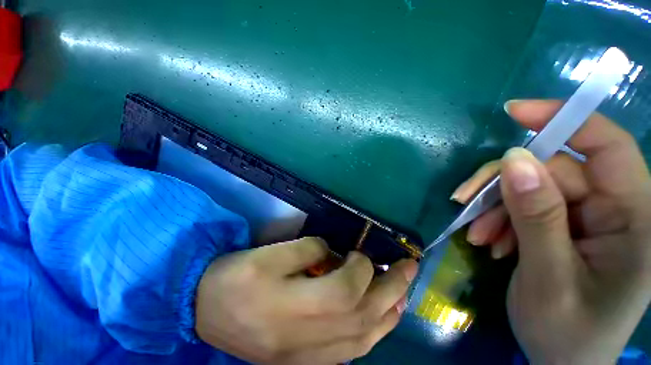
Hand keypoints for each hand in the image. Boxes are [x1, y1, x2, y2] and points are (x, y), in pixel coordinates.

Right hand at [195, 237, 417, 363]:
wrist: (205, 310)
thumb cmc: (235, 276)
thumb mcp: (269, 253)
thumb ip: (308, 250)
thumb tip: (336, 254)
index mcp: (288, 305)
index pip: (344, 290)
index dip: (360, 268)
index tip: (361, 253)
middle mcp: (302, 336)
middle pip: (361, 315)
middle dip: (391, 288)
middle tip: (410, 268)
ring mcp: (304, 354)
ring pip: (361, 340)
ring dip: (388, 314)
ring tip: (405, 293)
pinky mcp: (301, 360)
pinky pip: (348, 352)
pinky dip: (371, 334)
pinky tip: (382, 321)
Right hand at [454, 100, 650, 363]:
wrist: (563, 363)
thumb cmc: (566, 333)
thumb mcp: (549, 278)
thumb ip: (538, 217)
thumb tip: (513, 161)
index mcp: (635, 222)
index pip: (607, 147)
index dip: (564, 120)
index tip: (514, 111)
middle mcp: (617, 211)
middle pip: (554, 172)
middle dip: (503, 186)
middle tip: (465, 206)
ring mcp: (592, 220)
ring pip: (534, 189)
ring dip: (498, 208)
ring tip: (478, 236)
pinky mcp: (569, 227)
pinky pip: (529, 207)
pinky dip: (503, 220)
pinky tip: (493, 242)